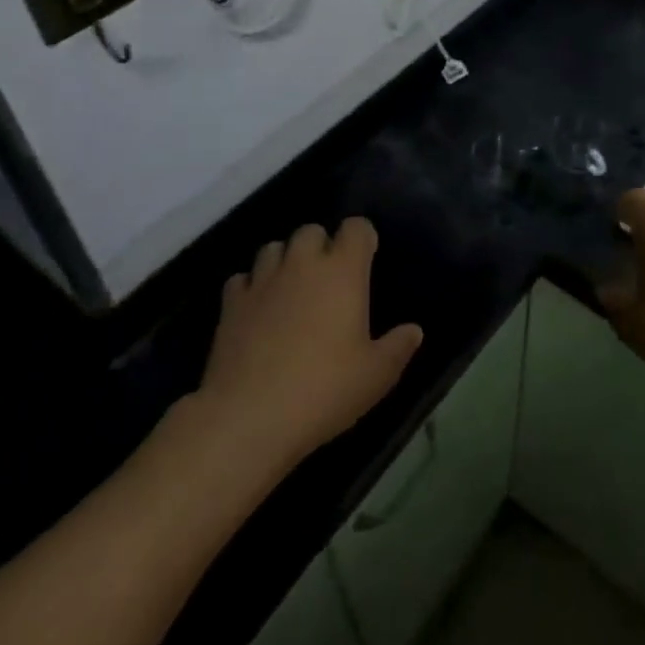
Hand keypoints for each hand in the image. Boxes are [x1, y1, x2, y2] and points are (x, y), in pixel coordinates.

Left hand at [192, 218, 423, 473]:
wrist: (248, 417)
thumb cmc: (324, 390)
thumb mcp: (376, 376)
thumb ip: (398, 347)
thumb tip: (414, 330)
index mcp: (343, 271)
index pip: (356, 228)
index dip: (362, 238)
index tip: (366, 259)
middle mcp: (302, 264)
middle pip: (311, 231)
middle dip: (321, 245)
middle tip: (328, 278)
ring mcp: (262, 281)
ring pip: (273, 248)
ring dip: (285, 260)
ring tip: (292, 289)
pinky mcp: (230, 304)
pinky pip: (242, 279)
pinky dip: (251, 287)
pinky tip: (257, 310)